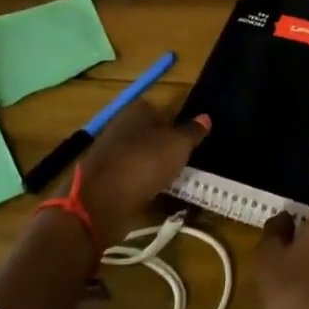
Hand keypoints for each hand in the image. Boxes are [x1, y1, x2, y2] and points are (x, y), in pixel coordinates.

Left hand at [73, 101, 208, 238]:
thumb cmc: (146, 161)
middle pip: (149, 133)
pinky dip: (143, 184)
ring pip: (140, 156)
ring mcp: (110, 154)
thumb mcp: (179, 144)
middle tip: (186, 159)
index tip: (190, 138)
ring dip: (154, 166)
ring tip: (175, 179)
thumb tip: (206, 117)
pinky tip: (157, 193)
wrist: (103, 199)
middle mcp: (120, 127)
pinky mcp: (105, 179)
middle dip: (164, 145)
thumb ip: (193, 131)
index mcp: (136, 110)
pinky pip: (132, 177)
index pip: (160, 109)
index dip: (176, 122)